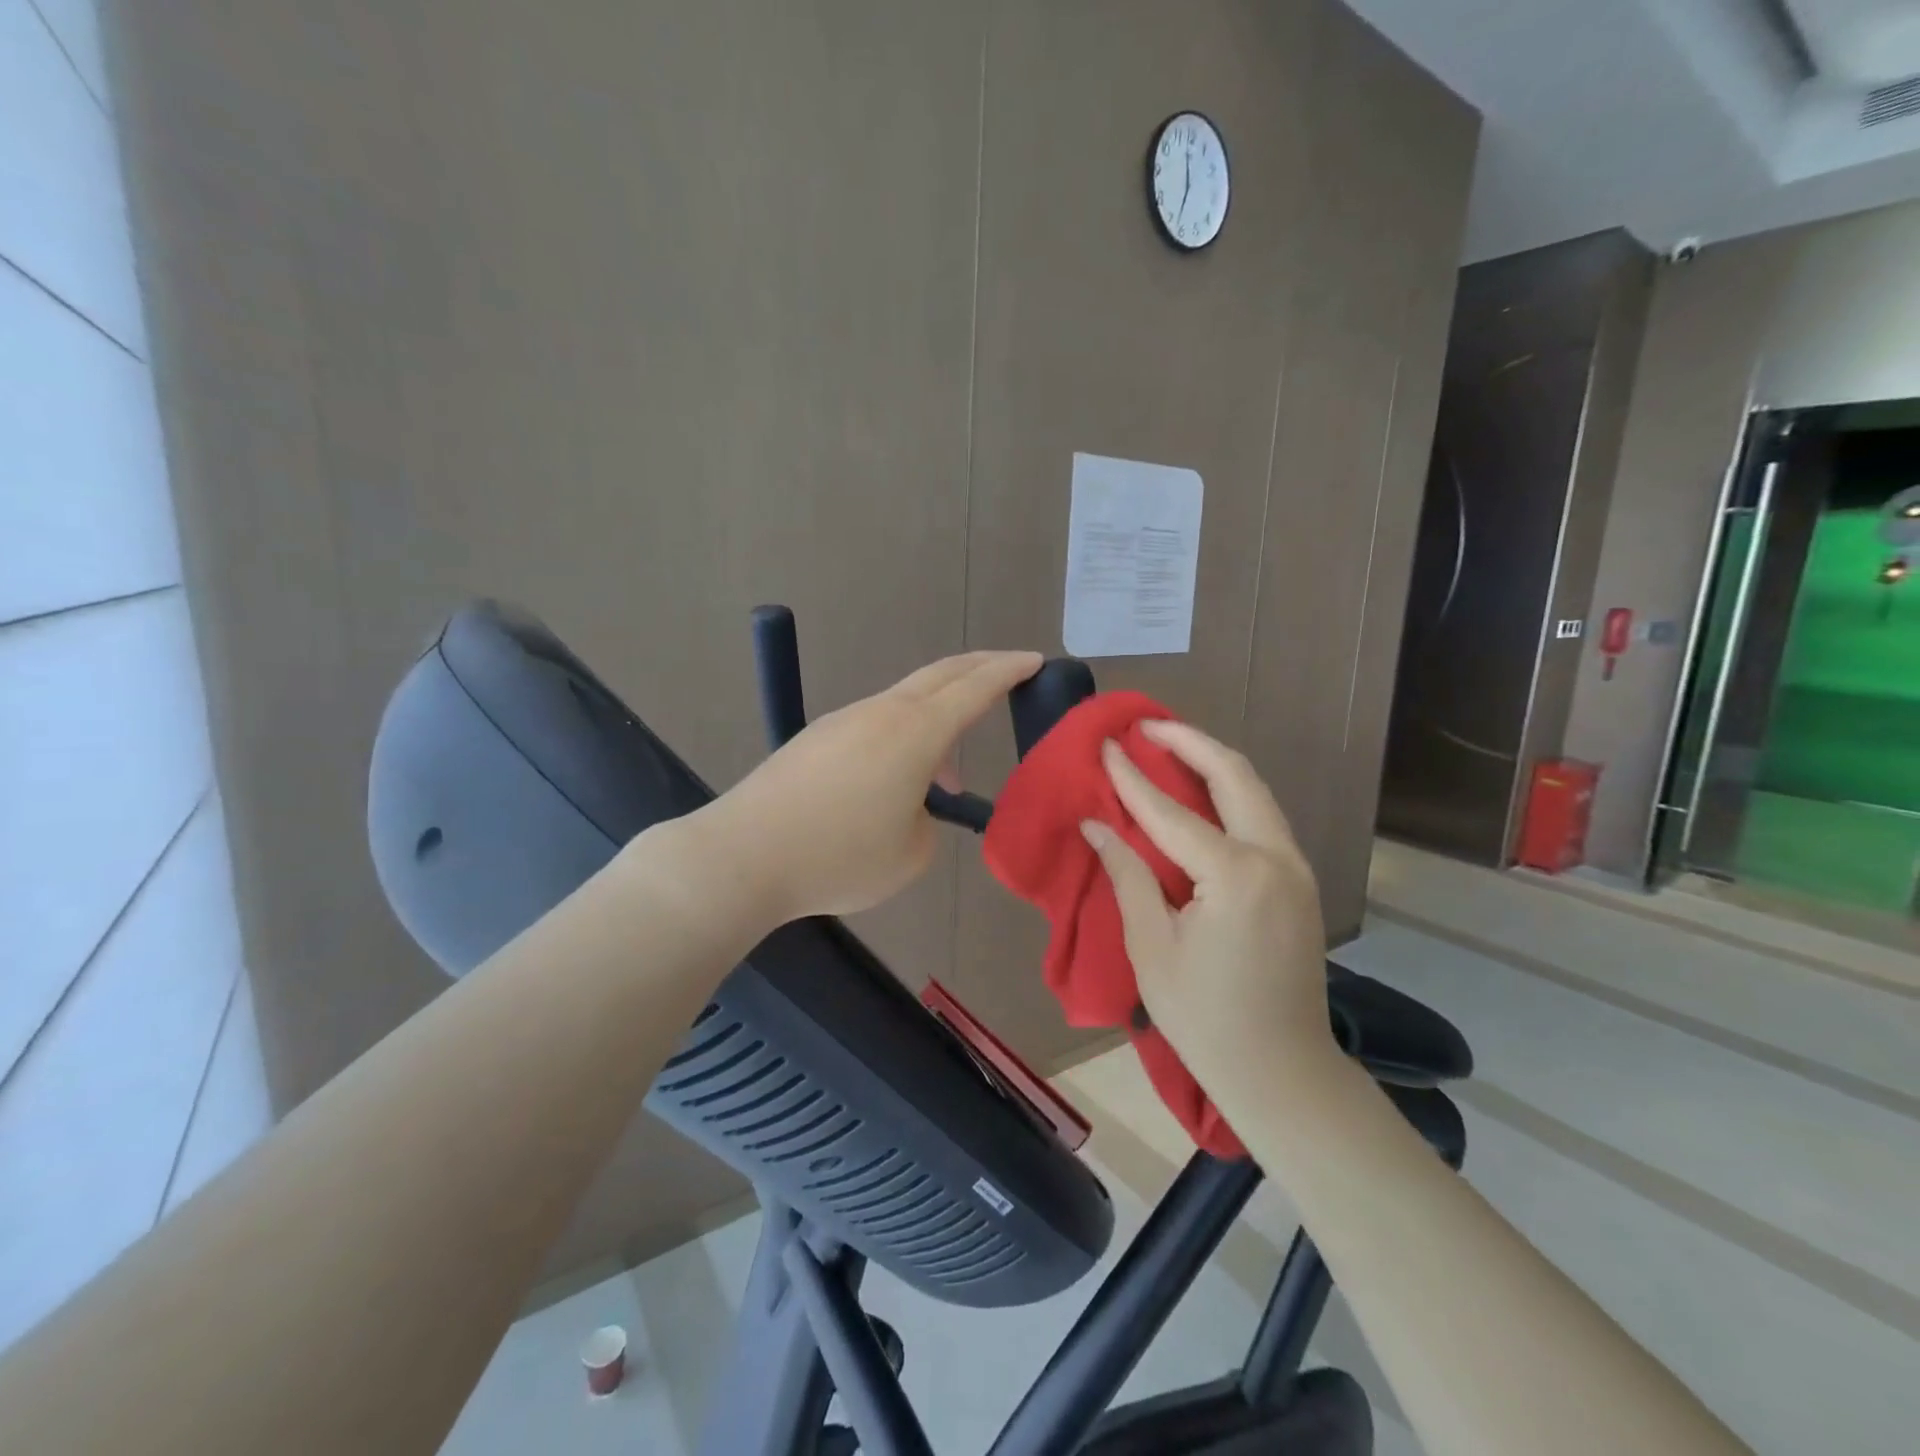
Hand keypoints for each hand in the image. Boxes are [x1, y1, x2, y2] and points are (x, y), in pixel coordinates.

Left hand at [705, 650, 1040, 920]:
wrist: (745, 855)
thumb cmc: (839, 856)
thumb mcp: (911, 854)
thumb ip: (928, 823)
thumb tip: (911, 807)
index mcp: (916, 733)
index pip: (975, 688)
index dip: (1009, 671)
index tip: (1034, 660)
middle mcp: (882, 712)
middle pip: (941, 674)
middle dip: (980, 668)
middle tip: (1008, 672)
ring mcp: (844, 720)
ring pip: (906, 701)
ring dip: (937, 719)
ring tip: (947, 774)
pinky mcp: (816, 738)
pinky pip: (875, 722)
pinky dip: (903, 736)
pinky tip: (895, 780)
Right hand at [1080, 721, 1333, 1095]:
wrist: (1282, 1072)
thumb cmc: (1204, 1017)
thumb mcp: (1152, 947)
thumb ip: (1127, 876)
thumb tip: (1098, 825)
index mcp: (1235, 875)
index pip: (1171, 812)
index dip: (1132, 778)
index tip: (1106, 744)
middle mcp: (1275, 858)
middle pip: (1234, 775)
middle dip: (1190, 742)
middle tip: (1147, 725)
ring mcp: (1295, 868)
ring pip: (1256, 791)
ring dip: (1213, 762)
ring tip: (1170, 746)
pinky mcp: (1299, 882)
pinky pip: (1262, 817)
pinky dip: (1230, 792)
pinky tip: (1201, 791)